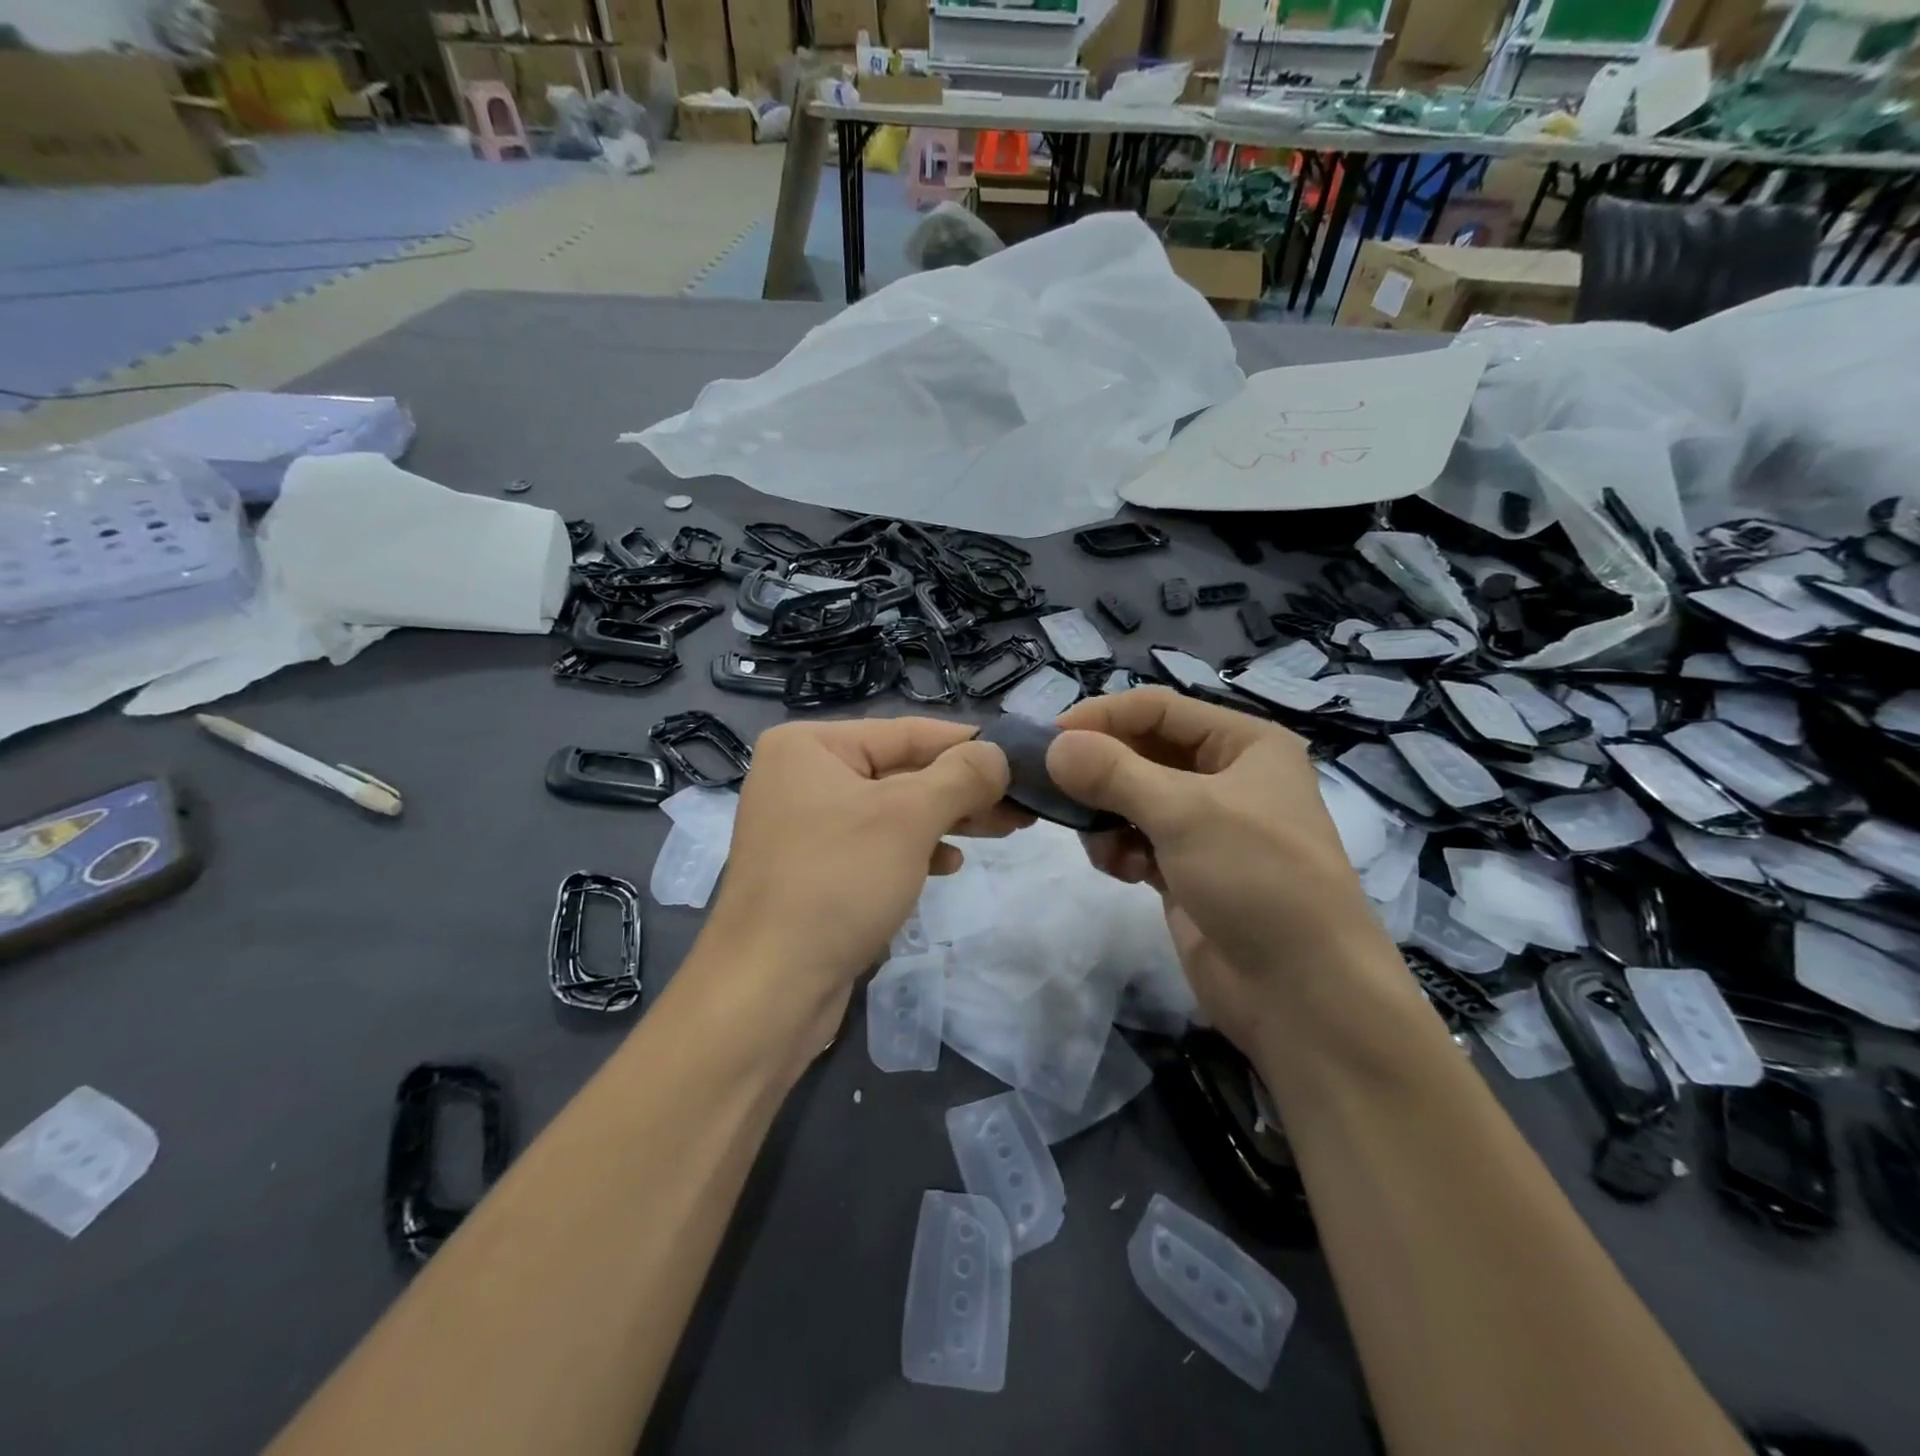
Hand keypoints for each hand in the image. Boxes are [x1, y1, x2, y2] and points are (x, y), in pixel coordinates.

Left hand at [702, 716, 1013, 1016]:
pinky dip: (914, 850)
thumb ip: (961, 776)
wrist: (770, 989)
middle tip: (1021, 804)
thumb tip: (998, 753)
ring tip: (1002, 830)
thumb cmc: (838, 882)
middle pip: (900, 771)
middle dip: (962, 789)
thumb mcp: (908, 817)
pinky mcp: (813, 871)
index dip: (967, 744)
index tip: (1020, 756)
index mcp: (809, 746)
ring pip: (892, 811)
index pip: (905, 732)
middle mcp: (801, 777)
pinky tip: (949, 865)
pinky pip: (875, 846)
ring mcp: (804, 827)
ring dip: (947, 820)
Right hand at [1047, 688, 1389, 1050]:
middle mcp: (1226, 777)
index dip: (1103, 717)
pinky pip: (1137, 840)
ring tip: (1100, 844)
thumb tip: (1053, 747)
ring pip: (1133, 799)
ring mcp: (1206, 827)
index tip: (1049, 739)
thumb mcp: (1185, 814)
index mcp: (1244, 744)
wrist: (1303, 995)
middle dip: (1100, 772)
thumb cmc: (1257, 880)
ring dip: (1107, 816)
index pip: (1158, 709)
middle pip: (1143, 753)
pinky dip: (1120, 850)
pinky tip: (1122, 872)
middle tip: (1053, 789)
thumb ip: (1114, 773)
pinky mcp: (1188, 870)